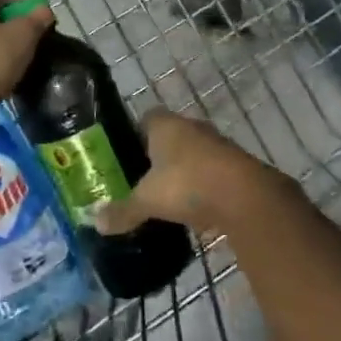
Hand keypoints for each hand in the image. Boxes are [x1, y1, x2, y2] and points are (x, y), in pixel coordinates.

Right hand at [90, 109, 282, 237]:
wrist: (245, 196)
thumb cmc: (187, 184)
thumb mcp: (147, 200)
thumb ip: (123, 210)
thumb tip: (95, 222)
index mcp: (165, 124)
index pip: (145, 118)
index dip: (134, 135)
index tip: (125, 156)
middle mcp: (191, 127)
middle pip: (170, 137)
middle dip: (158, 157)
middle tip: (142, 180)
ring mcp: (217, 145)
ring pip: (193, 155)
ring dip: (183, 173)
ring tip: (167, 198)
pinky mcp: (236, 167)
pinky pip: (212, 174)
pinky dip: (203, 189)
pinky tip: (195, 211)